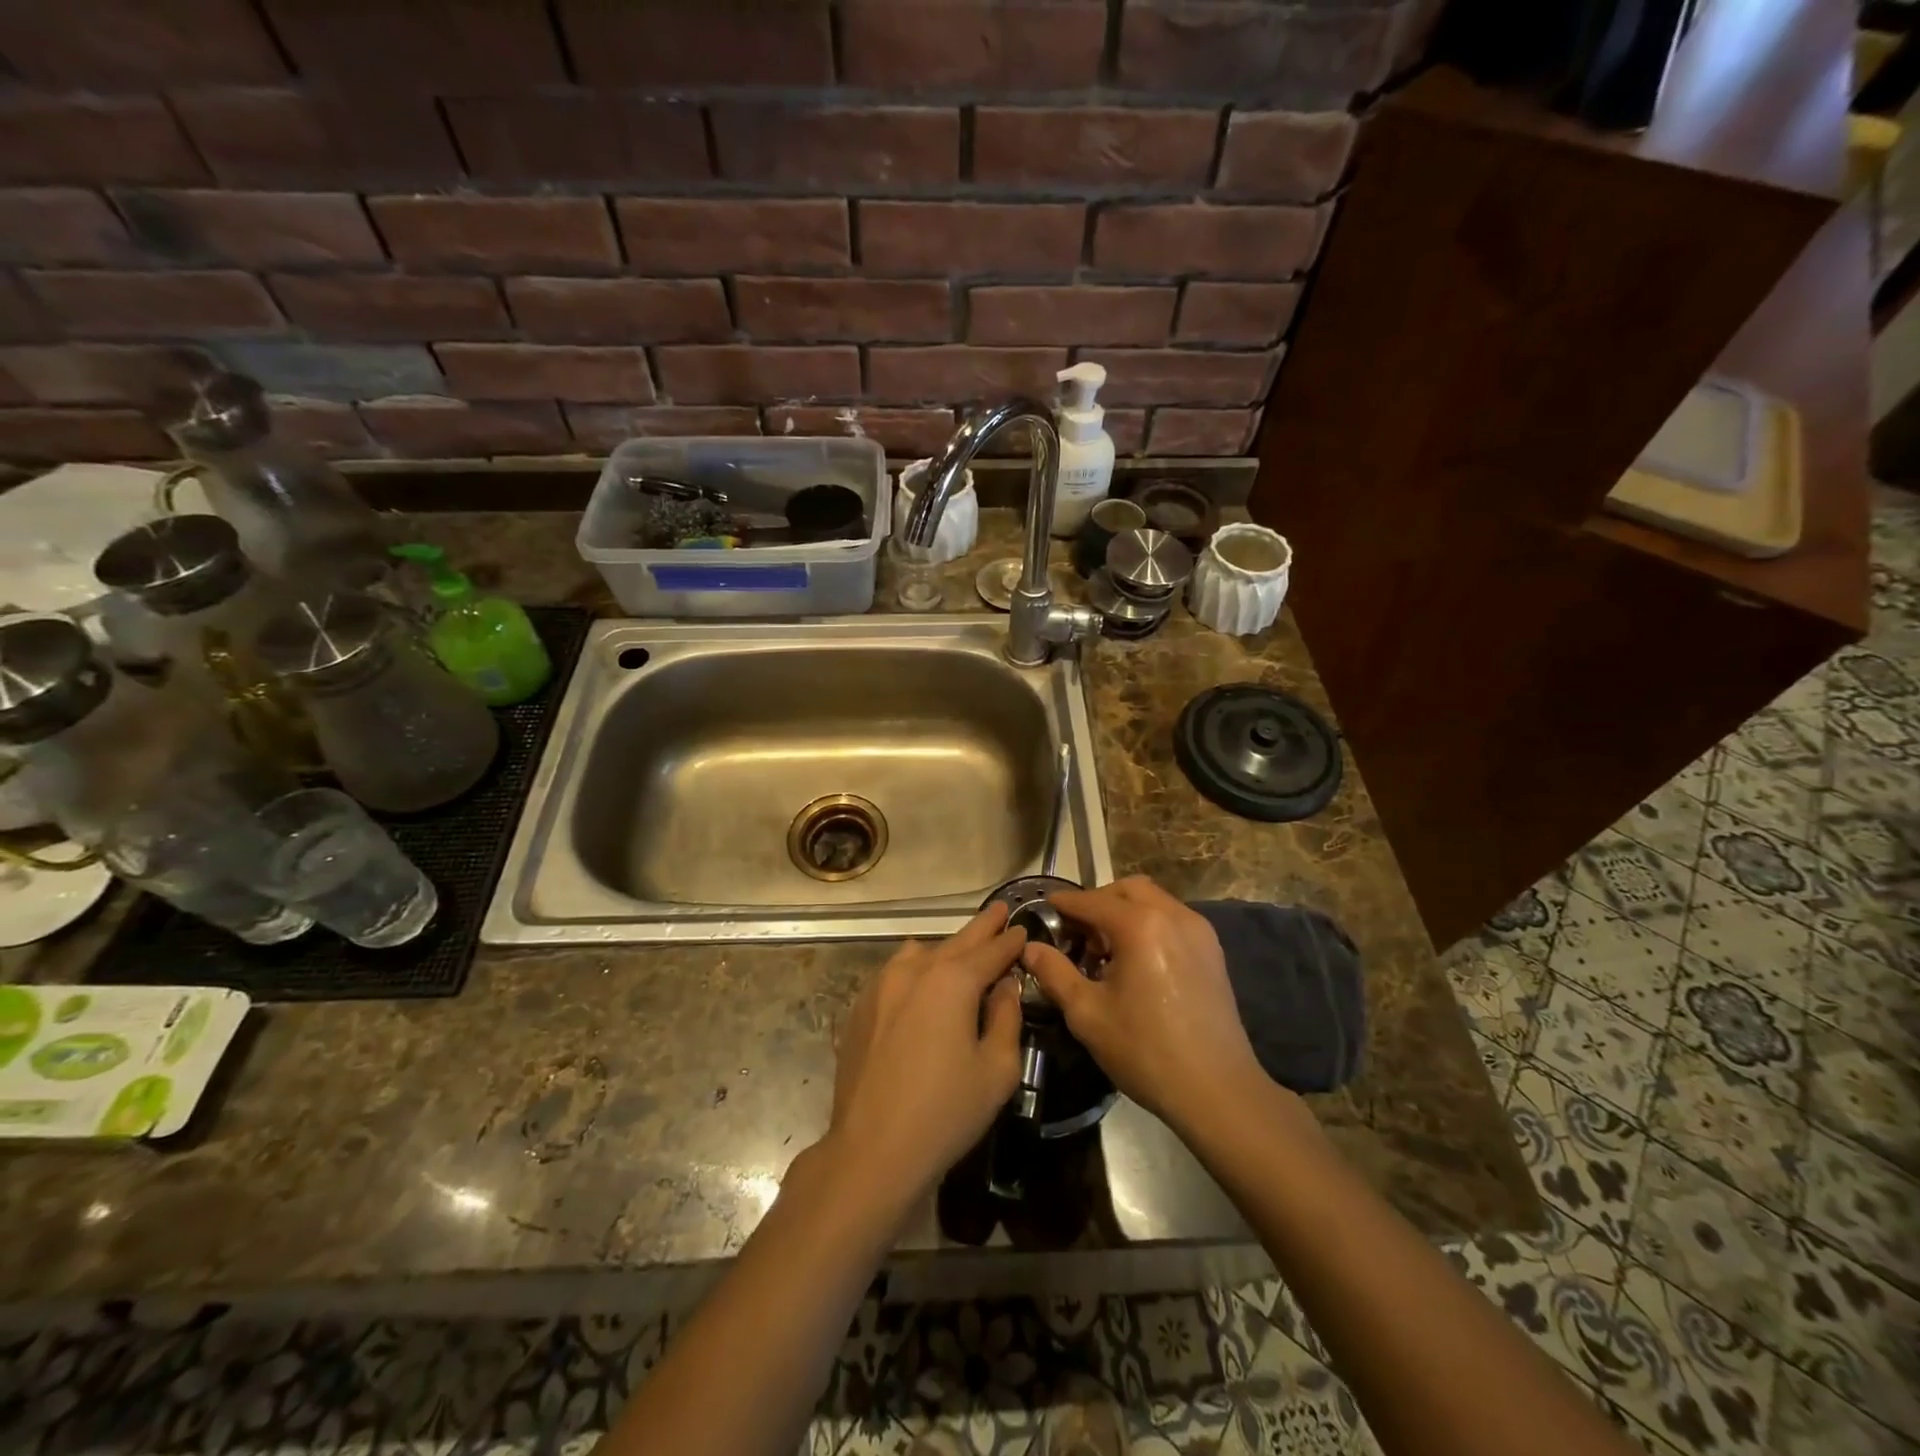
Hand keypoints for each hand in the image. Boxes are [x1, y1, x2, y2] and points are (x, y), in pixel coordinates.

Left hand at [824, 904, 1026, 1215]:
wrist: (872, 1148)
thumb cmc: (945, 1111)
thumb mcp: (996, 1069)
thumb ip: (1006, 1018)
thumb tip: (1004, 987)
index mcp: (952, 980)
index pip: (991, 950)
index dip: (1010, 940)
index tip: (1021, 928)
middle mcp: (915, 970)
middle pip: (956, 941)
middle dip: (981, 928)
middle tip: (998, 912)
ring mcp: (881, 985)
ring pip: (921, 953)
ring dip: (946, 949)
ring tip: (963, 956)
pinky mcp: (861, 1006)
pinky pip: (896, 973)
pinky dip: (917, 970)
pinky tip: (923, 987)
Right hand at [1023, 877, 1262, 1136]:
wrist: (1217, 1091)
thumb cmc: (1145, 1051)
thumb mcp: (1087, 1013)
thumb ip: (1054, 972)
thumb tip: (1029, 947)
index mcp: (1140, 925)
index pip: (1091, 901)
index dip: (1064, 904)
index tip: (1044, 909)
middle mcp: (1172, 915)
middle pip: (1127, 890)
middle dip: (1098, 902)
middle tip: (1077, 934)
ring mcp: (1198, 931)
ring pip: (1153, 901)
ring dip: (1125, 912)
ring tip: (1106, 951)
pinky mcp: (1212, 951)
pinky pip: (1172, 920)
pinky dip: (1149, 925)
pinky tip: (1136, 962)